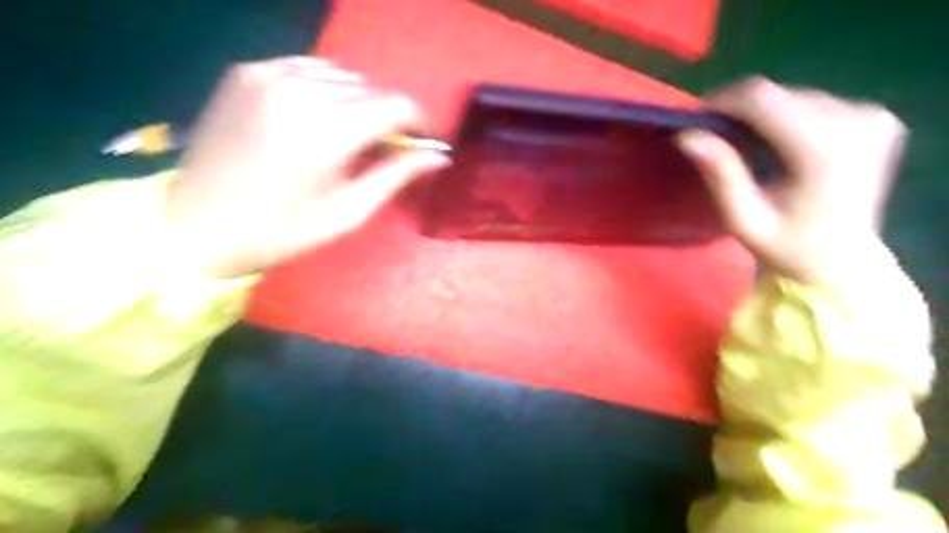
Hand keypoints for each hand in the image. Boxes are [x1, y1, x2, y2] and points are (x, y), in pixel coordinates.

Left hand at [165, 57, 449, 281]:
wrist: (195, 227)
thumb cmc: (280, 232)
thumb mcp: (347, 213)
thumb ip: (395, 176)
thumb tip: (439, 156)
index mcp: (324, 130)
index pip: (396, 105)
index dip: (421, 122)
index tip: (426, 143)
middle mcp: (298, 88)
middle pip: (372, 88)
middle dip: (392, 116)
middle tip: (391, 149)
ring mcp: (267, 73)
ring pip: (344, 75)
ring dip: (362, 102)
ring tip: (356, 136)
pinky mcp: (247, 71)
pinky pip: (309, 69)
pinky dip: (329, 90)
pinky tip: (323, 117)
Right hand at [679, 77, 907, 284]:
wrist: (842, 260)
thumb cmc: (786, 246)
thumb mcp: (744, 219)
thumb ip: (721, 175)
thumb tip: (687, 136)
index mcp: (826, 150)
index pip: (764, 100)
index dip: (724, 102)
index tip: (697, 120)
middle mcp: (856, 121)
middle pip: (779, 94)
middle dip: (739, 109)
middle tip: (713, 135)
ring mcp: (871, 117)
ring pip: (794, 95)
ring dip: (760, 113)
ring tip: (739, 140)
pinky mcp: (875, 117)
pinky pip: (813, 102)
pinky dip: (784, 116)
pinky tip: (773, 141)